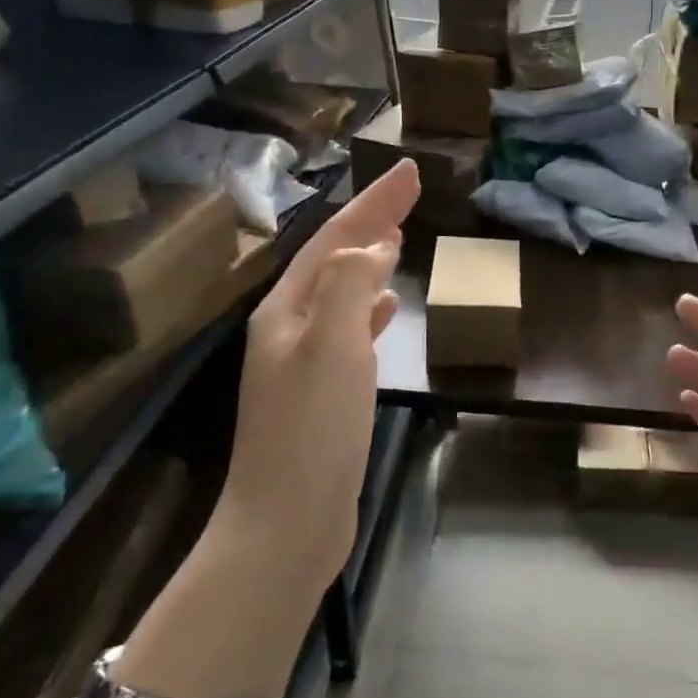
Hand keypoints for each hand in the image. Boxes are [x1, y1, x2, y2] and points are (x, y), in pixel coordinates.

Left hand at [219, 160, 419, 589]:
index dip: (374, 203)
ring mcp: (305, 364)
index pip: (335, 239)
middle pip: (336, 260)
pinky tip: (390, 309)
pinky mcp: (324, 395)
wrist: (286, 525)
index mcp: (288, 311)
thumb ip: (350, 286)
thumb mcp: (332, 346)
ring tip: (399, 239)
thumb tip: (371, 244)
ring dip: (371, 261)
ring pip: (344, 293)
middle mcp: (290, 329)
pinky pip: (351, 331)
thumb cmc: (311, 431)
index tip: (410, 171)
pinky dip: (372, 309)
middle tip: (410, 193)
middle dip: (372, 222)